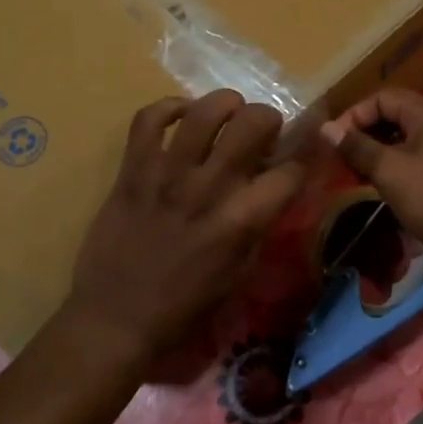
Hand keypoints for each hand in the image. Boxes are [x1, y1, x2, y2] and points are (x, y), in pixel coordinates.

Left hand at [67, 91, 304, 366]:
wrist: (115, 319)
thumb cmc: (185, 306)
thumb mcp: (240, 272)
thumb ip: (260, 224)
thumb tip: (275, 186)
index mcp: (242, 220)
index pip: (291, 170)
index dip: (307, 155)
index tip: (305, 151)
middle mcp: (209, 188)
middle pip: (253, 122)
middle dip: (268, 118)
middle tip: (262, 132)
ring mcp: (167, 174)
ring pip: (205, 111)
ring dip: (225, 104)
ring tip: (228, 114)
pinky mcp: (132, 170)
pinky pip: (149, 118)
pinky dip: (169, 107)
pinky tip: (182, 116)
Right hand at [320, 89, 422, 257]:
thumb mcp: (390, 172)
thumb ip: (358, 147)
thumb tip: (326, 129)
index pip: (381, 98)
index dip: (353, 116)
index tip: (333, 144)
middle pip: (394, 115)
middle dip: (365, 135)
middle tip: (344, 162)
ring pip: (405, 137)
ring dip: (379, 152)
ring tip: (359, 176)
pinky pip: (419, 154)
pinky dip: (397, 164)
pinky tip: (384, 185)